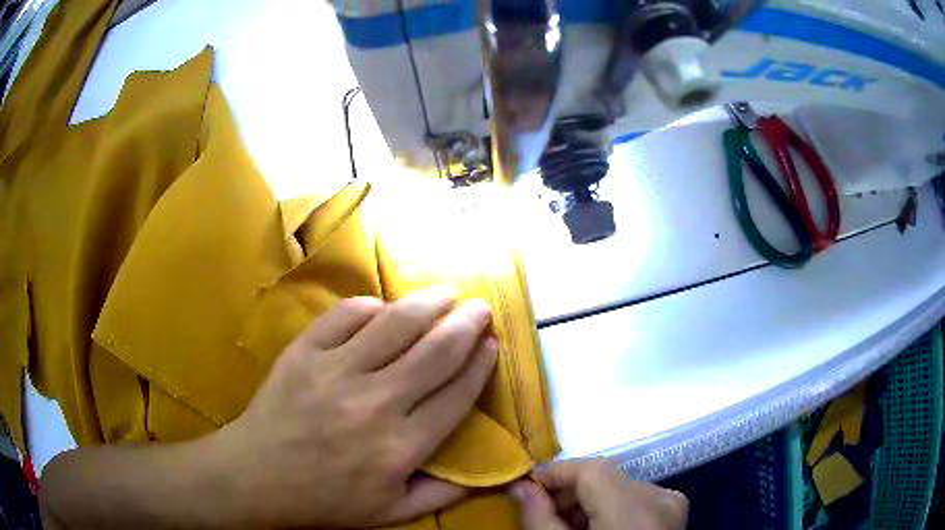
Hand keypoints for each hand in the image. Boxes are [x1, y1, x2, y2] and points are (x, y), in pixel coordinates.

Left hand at [210, 288, 498, 527]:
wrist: (255, 477)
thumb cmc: (325, 500)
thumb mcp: (391, 513)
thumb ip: (445, 493)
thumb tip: (490, 471)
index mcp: (400, 447)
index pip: (456, 395)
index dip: (480, 365)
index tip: (493, 344)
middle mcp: (374, 404)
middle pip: (435, 352)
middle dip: (466, 324)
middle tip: (481, 308)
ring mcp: (335, 372)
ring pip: (395, 324)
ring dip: (428, 303)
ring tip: (446, 293)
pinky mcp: (304, 352)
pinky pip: (345, 315)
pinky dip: (370, 306)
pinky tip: (383, 308)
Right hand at [509, 459, 687, 529]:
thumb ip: (540, 518)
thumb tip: (522, 487)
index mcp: (634, 509)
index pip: (591, 468)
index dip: (554, 474)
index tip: (527, 489)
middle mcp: (659, 498)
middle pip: (605, 478)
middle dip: (569, 493)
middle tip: (543, 514)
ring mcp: (671, 504)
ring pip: (619, 488)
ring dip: (589, 502)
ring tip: (568, 527)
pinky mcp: (675, 512)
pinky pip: (637, 499)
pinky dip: (611, 509)